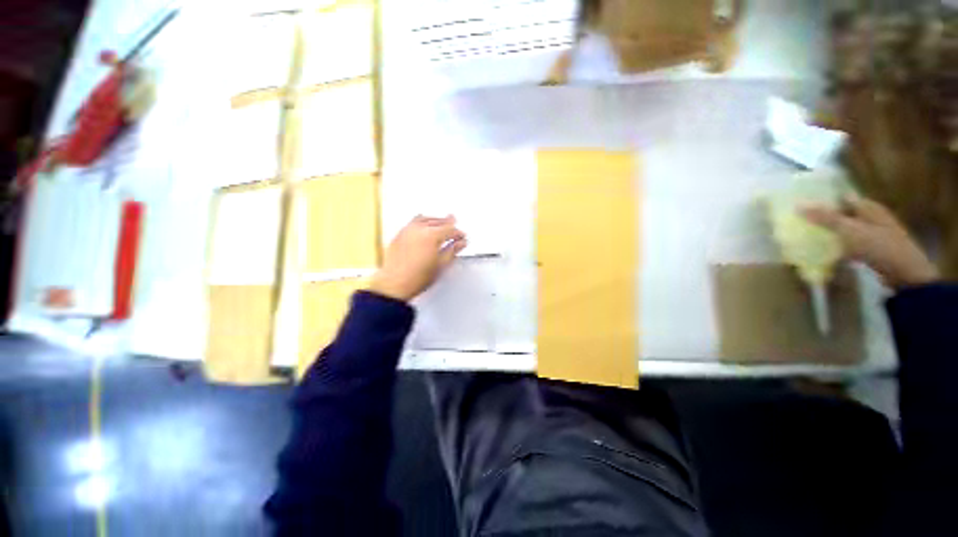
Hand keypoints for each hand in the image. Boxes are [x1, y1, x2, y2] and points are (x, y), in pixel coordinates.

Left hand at [369, 215, 466, 301]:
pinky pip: (412, 223)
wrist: (394, 284)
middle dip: (447, 223)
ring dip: (434, 220)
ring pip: (424, 219)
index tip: (462, 237)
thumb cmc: (416, 278)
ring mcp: (407, 231)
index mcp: (432, 236)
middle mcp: (419, 230)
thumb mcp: (441, 265)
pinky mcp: (399, 235)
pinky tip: (423, 225)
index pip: (450, 229)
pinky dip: (421, 222)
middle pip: (437, 221)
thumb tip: (460, 244)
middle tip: (454, 224)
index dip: (458, 233)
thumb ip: (452, 251)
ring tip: (440, 222)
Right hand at [802, 196, 938, 289]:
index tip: (805, 206)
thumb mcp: (850, 230)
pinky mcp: (874, 249)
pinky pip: (851, 244)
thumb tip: (798, 205)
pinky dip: (840, 246)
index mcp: (869, 207)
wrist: (905, 273)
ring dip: (832, 233)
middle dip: (826, 218)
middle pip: (844, 213)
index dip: (825, 200)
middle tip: (803, 223)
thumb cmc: (879, 246)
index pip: (843, 198)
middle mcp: (872, 216)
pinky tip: (829, 252)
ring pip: (847, 229)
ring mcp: (875, 234)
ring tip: (812, 237)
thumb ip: (825, 218)